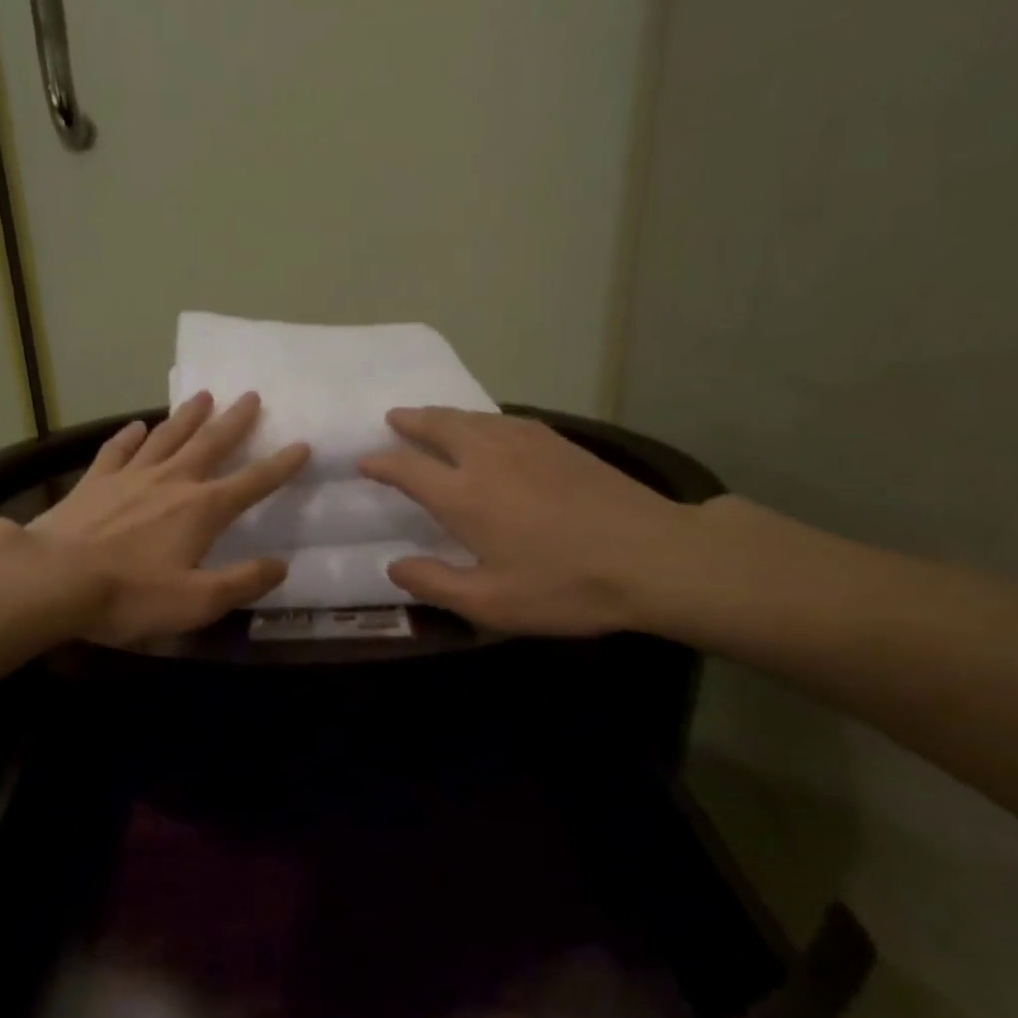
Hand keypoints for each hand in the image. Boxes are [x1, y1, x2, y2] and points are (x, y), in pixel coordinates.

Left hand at [27, 392, 309, 644]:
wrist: (53, 578)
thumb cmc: (131, 594)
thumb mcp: (198, 601)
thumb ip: (243, 583)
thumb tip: (281, 566)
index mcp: (202, 510)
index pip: (252, 483)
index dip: (280, 466)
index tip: (302, 445)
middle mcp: (172, 482)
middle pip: (210, 444)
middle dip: (235, 421)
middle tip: (251, 395)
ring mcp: (130, 477)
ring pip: (167, 437)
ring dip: (188, 416)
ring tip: (204, 395)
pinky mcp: (95, 481)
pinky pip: (118, 450)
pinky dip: (130, 436)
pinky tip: (138, 426)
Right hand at [358, 409, 700, 635]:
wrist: (653, 556)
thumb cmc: (565, 585)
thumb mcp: (490, 602)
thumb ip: (434, 583)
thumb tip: (393, 566)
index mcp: (464, 496)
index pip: (408, 469)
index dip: (381, 463)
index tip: (364, 461)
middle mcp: (488, 458)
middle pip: (440, 426)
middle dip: (411, 421)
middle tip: (393, 418)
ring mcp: (528, 445)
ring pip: (474, 418)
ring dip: (444, 415)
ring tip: (430, 417)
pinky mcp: (560, 444)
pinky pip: (507, 420)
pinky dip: (483, 419)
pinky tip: (489, 426)